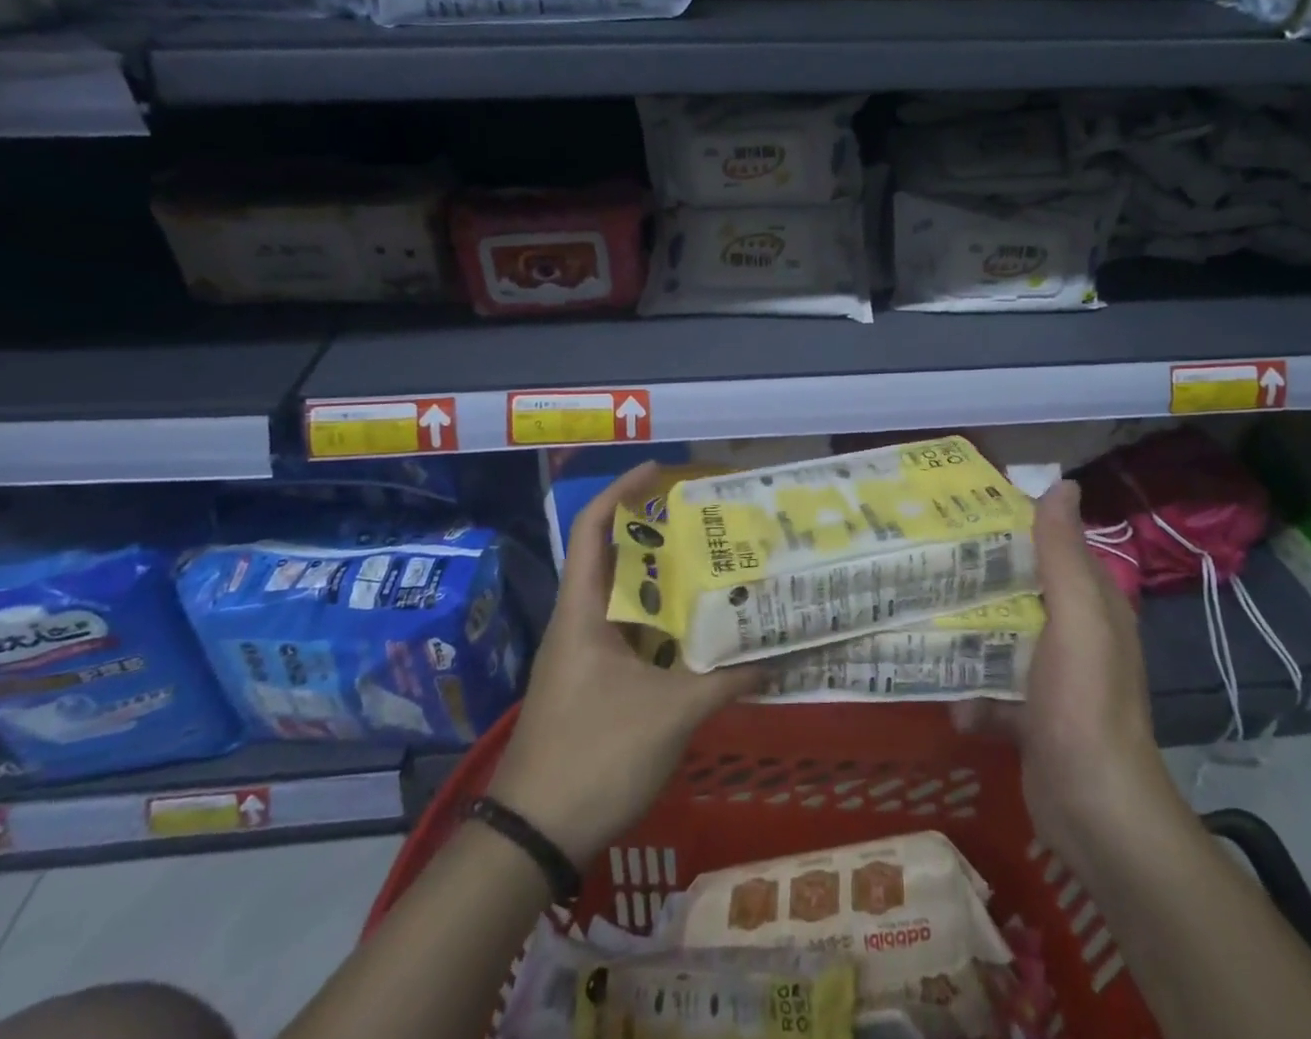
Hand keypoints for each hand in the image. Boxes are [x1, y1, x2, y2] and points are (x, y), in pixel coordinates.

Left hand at [486, 463, 760, 865]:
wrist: (531, 839)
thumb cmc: (592, 758)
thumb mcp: (668, 715)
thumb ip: (724, 681)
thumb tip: (778, 656)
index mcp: (582, 611)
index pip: (593, 528)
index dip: (622, 490)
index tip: (662, 471)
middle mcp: (579, 623)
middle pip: (615, 558)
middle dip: (658, 534)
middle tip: (708, 521)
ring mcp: (583, 656)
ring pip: (626, 600)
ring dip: (663, 583)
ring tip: (712, 567)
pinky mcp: (592, 686)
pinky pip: (631, 636)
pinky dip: (662, 625)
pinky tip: (697, 633)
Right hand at [954, 480, 1181, 865]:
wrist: (1093, 811)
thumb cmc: (1084, 705)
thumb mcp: (1076, 620)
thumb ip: (1064, 556)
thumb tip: (1062, 484)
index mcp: (1091, 604)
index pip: (1052, 546)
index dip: (1014, 523)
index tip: (962, 508)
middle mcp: (1074, 634)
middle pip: (1019, 589)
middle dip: (979, 575)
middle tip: (925, 556)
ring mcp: (1052, 678)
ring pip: (1001, 636)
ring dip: (967, 632)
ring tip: (918, 613)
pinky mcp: (1030, 716)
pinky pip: (992, 688)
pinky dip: (971, 692)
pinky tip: (948, 698)